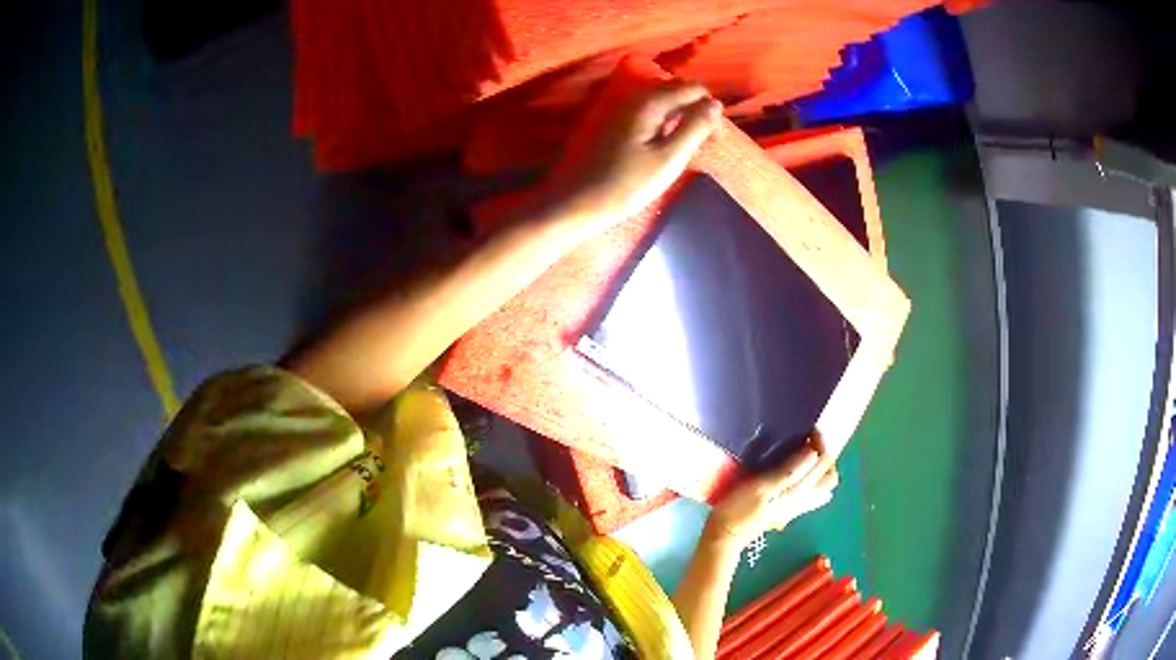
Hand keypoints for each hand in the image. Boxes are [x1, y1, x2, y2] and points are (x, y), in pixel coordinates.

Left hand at [546, 80, 721, 222]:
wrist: (575, 201)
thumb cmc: (626, 184)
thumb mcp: (669, 158)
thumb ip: (695, 127)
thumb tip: (716, 104)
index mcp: (649, 99)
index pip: (693, 88)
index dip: (710, 110)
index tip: (714, 140)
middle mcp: (632, 94)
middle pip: (675, 89)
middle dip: (694, 109)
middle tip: (702, 143)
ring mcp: (617, 104)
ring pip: (659, 99)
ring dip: (677, 115)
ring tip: (683, 145)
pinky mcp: (607, 119)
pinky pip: (643, 110)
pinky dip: (658, 120)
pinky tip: (659, 143)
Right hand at [705, 435, 839, 549]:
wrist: (725, 534)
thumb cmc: (740, 509)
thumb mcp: (762, 487)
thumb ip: (789, 471)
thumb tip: (814, 452)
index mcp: (800, 491)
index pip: (824, 463)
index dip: (820, 443)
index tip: (808, 429)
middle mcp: (803, 499)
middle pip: (829, 476)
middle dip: (824, 455)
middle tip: (808, 441)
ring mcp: (796, 506)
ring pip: (821, 486)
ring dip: (819, 467)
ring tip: (803, 453)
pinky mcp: (787, 509)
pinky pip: (811, 493)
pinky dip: (810, 478)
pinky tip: (794, 472)